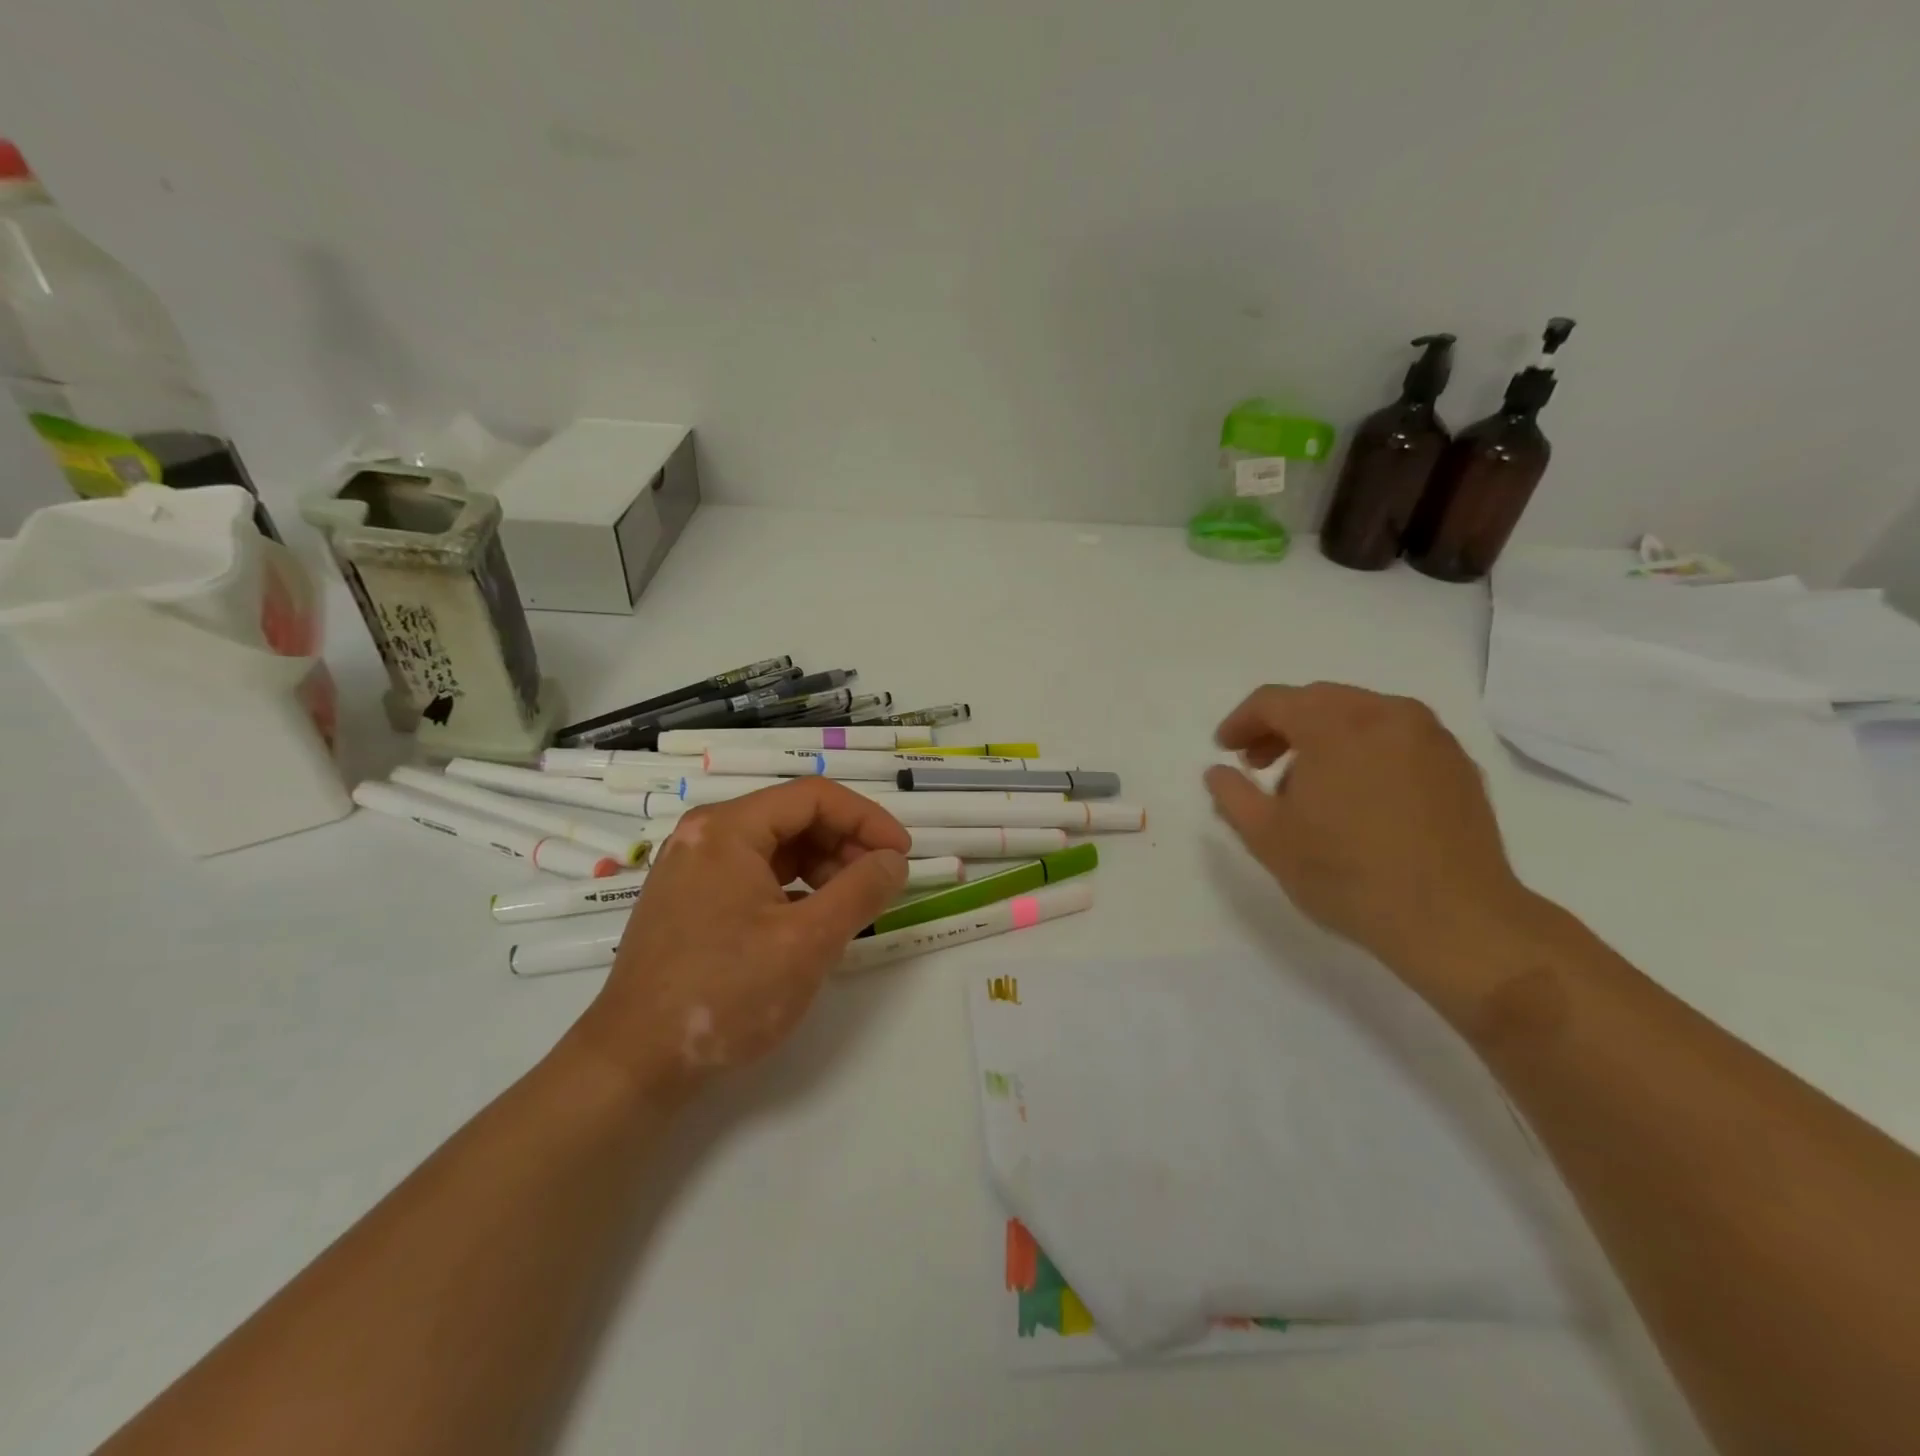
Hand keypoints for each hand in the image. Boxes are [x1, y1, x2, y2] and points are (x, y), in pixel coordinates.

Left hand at [569, 780, 909, 1102]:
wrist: (634, 1064)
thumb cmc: (725, 993)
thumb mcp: (808, 941)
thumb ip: (861, 891)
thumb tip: (894, 860)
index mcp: (728, 829)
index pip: (814, 797)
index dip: (867, 819)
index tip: (902, 854)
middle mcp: (706, 835)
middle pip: (794, 817)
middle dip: (846, 844)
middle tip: (881, 883)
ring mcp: (693, 868)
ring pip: (776, 847)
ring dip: (823, 866)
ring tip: (851, 905)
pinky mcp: (690, 901)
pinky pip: (755, 875)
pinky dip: (794, 888)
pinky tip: (813, 920)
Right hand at [1203, 683, 1535, 992]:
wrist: (1454, 920)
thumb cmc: (1346, 873)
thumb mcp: (1267, 837)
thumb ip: (1232, 795)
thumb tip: (1218, 772)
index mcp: (1335, 723)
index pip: (1274, 701)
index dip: (1241, 722)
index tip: (1225, 749)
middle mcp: (1386, 714)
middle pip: (1318, 701)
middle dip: (1280, 728)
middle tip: (1259, 765)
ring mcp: (1430, 736)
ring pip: (1360, 716)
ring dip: (1323, 738)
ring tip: (1308, 787)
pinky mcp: (1458, 764)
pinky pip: (1396, 739)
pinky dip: (1365, 752)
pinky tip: (1358, 797)